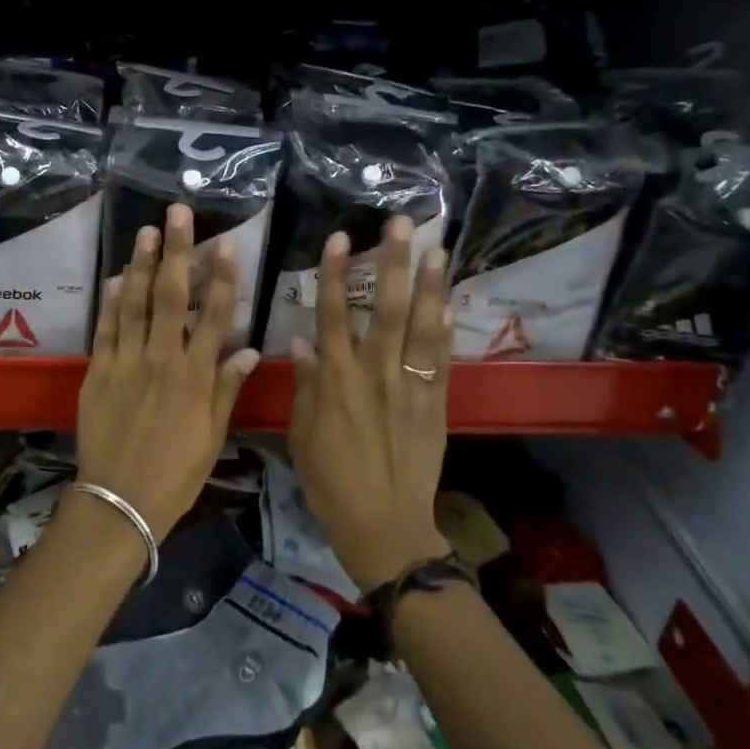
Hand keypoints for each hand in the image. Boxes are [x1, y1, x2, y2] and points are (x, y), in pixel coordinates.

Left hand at [76, 204, 261, 539]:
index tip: (225, 242)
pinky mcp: (97, 372)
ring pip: (134, 303)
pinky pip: (105, 329)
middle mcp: (162, 359)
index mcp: (195, 376)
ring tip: (146, 230)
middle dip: (176, 251)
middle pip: (171, 296)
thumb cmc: (175, 473)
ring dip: (140, 264)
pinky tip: (115, 276)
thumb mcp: (213, 436)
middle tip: (177, 212)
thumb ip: (226, 388)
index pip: (214, 316)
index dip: (221, 277)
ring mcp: (126, 363)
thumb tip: (246, 350)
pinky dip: (110, 302)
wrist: (120, 501)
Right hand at [288, 216, 453, 591]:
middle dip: (391, 263)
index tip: (340, 238)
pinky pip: (441, 360)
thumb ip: (305, 385)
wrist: (384, 524)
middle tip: (401, 224)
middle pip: (383, 308)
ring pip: (419, 327)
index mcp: (335, 380)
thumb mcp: (301, 434)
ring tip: (437, 248)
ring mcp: (409, 386)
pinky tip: (448, 302)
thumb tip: (301, 341)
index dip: (335, 274)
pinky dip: (445, 330)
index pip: (332, 314)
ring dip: (428, 285)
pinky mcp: (435, 404)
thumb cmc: (331, 481)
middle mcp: (373, 373)